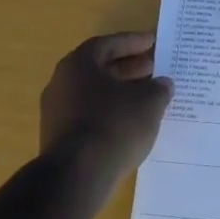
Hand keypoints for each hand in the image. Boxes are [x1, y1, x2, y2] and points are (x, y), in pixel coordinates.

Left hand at [39, 32, 174, 182]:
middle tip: (154, 68)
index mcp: (78, 65)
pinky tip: (132, 123)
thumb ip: (158, 88)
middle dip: (128, 67)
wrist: (78, 176)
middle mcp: (62, 83)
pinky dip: (111, 113)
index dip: (133, 42)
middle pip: (99, 69)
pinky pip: (90, 116)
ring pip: (94, 94)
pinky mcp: (59, 138)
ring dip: (120, 92)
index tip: (154, 42)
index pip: (107, 44)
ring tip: (148, 97)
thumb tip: (162, 84)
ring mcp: (57, 112)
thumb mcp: (148, 102)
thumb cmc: (115, 125)